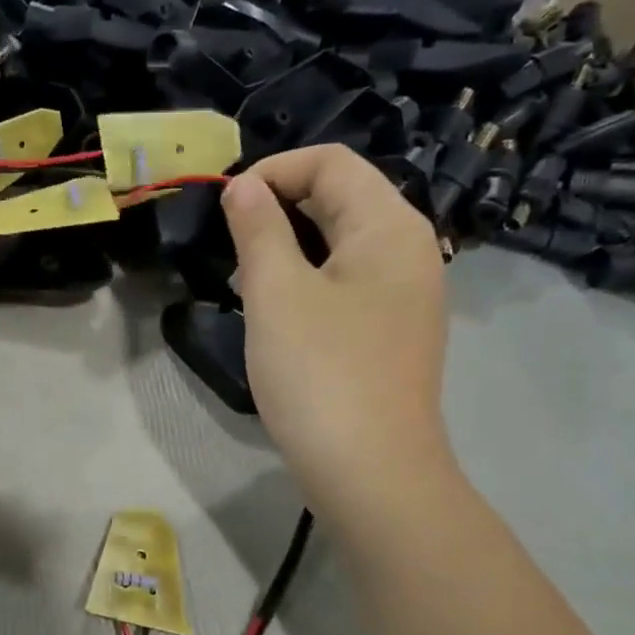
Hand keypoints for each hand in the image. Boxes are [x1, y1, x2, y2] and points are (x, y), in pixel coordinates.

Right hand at [221, 145, 451, 513]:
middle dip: (279, 206)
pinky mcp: (392, 331)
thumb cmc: (320, 373)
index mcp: (389, 226)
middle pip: (341, 197)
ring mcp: (406, 294)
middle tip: (228, 242)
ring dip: (289, 244)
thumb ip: (258, 228)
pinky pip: (347, 281)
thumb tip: (244, 186)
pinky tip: (276, 311)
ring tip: (244, 276)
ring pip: (341, 243)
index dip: (273, 170)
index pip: (332, 162)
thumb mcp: (276, 293)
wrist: (371, 473)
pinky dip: (308, 278)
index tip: (224, 204)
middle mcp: (409, 250)